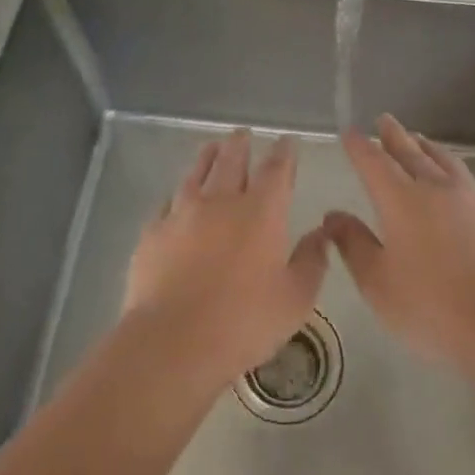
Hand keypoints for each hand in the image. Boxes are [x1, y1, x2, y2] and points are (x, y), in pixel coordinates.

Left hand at [124, 130, 328, 386]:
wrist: (172, 341)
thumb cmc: (244, 321)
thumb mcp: (295, 299)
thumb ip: (311, 261)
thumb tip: (322, 233)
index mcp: (261, 212)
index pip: (276, 170)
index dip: (284, 153)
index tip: (286, 141)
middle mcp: (221, 202)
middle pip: (232, 161)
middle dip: (241, 144)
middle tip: (243, 133)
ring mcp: (182, 214)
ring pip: (196, 174)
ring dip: (207, 158)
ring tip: (212, 147)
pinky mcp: (152, 233)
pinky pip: (167, 203)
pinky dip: (177, 194)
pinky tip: (176, 197)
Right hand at [325, 114, 474, 366]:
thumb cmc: (429, 307)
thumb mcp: (377, 282)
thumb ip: (353, 244)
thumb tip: (333, 215)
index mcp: (402, 201)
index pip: (374, 163)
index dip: (360, 147)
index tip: (350, 133)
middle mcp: (437, 189)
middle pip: (412, 153)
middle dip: (395, 136)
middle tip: (385, 120)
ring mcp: (473, 200)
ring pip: (446, 162)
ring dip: (429, 148)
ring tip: (421, 140)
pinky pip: (472, 184)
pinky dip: (458, 175)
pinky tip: (461, 183)